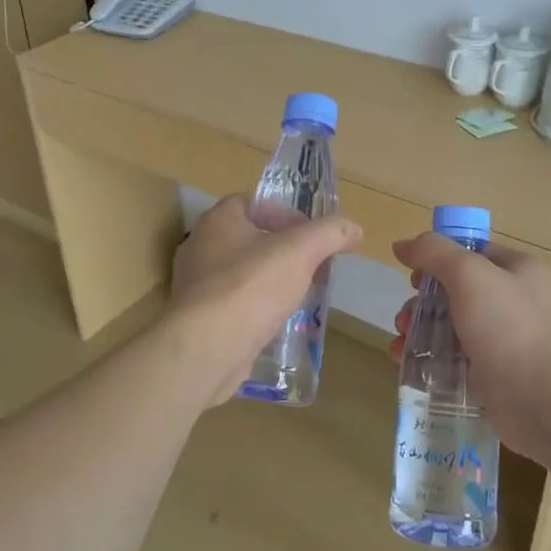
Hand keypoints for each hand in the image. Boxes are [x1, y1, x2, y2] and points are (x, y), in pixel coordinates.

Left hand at [169, 196, 362, 405]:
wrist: (208, 347)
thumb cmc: (251, 285)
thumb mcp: (301, 251)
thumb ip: (329, 234)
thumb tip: (354, 229)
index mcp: (218, 220)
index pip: (251, 202)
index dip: (283, 213)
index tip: (310, 234)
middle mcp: (200, 247)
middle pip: (248, 239)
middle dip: (282, 251)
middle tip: (311, 266)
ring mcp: (196, 286)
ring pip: (242, 274)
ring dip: (271, 281)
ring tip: (300, 295)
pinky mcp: (199, 320)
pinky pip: (234, 305)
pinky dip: (256, 309)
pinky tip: (278, 323)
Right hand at [389, 234, 550, 465]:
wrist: (543, 401)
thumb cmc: (509, 328)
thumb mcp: (469, 275)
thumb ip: (434, 253)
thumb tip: (401, 244)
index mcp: (517, 270)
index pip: (471, 252)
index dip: (437, 259)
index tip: (413, 277)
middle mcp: (512, 301)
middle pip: (453, 291)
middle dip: (421, 303)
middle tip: (405, 319)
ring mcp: (502, 339)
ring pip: (448, 326)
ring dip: (418, 331)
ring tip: (400, 345)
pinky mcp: (490, 373)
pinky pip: (451, 358)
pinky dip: (427, 359)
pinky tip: (406, 365)